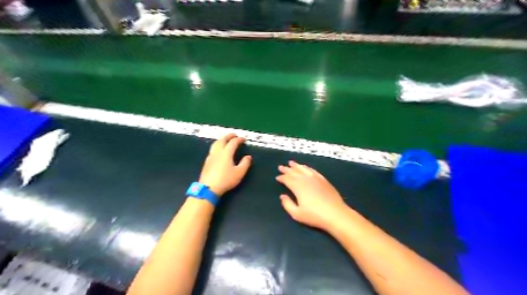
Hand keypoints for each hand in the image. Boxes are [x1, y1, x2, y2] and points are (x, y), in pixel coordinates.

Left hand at [200, 135, 252, 196]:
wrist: (208, 188)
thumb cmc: (225, 180)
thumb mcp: (239, 173)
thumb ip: (245, 163)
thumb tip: (248, 157)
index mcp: (226, 153)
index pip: (233, 142)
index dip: (239, 139)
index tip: (243, 139)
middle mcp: (218, 152)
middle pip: (222, 140)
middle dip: (228, 136)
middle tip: (234, 135)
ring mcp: (211, 156)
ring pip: (215, 144)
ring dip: (221, 140)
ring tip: (225, 140)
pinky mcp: (207, 162)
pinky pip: (212, 149)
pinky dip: (217, 146)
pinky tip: (218, 151)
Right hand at [277, 162, 349, 230]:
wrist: (335, 214)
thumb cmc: (315, 216)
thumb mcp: (297, 214)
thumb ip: (287, 204)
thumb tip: (282, 196)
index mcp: (298, 187)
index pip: (287, 179)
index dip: (282, 177)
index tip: (277, 177)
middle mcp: (306, 180)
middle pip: (294, 172)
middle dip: (287, 169)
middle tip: (281, 167)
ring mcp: (315, 178)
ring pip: (303, 169)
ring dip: (296, 166)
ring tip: (291, 163)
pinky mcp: (323, 180)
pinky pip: (313, 171)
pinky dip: (307, 168)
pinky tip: (306, 167)